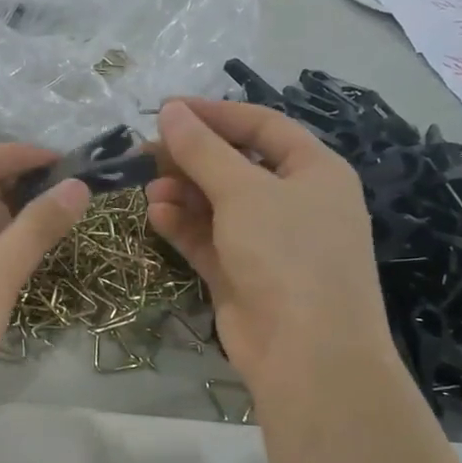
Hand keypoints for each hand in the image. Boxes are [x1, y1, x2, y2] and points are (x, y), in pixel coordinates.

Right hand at [146, 99, 391, 402]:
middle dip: (192, 157)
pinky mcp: (243, 275)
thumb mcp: (243, 191)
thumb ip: (202, 150)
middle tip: (146, 151)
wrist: (307, 353)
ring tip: (149, 187)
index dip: (215, 114)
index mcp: (315, 171)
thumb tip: (170, 111)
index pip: (262, 126)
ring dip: (183, 192)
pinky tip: (156, 215)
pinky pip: (209, 239)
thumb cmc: (287, 254)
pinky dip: (184, 226)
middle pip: (236, 165)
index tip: (166, 109)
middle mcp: (295, 202)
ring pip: (218, 204)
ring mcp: (269, 242)